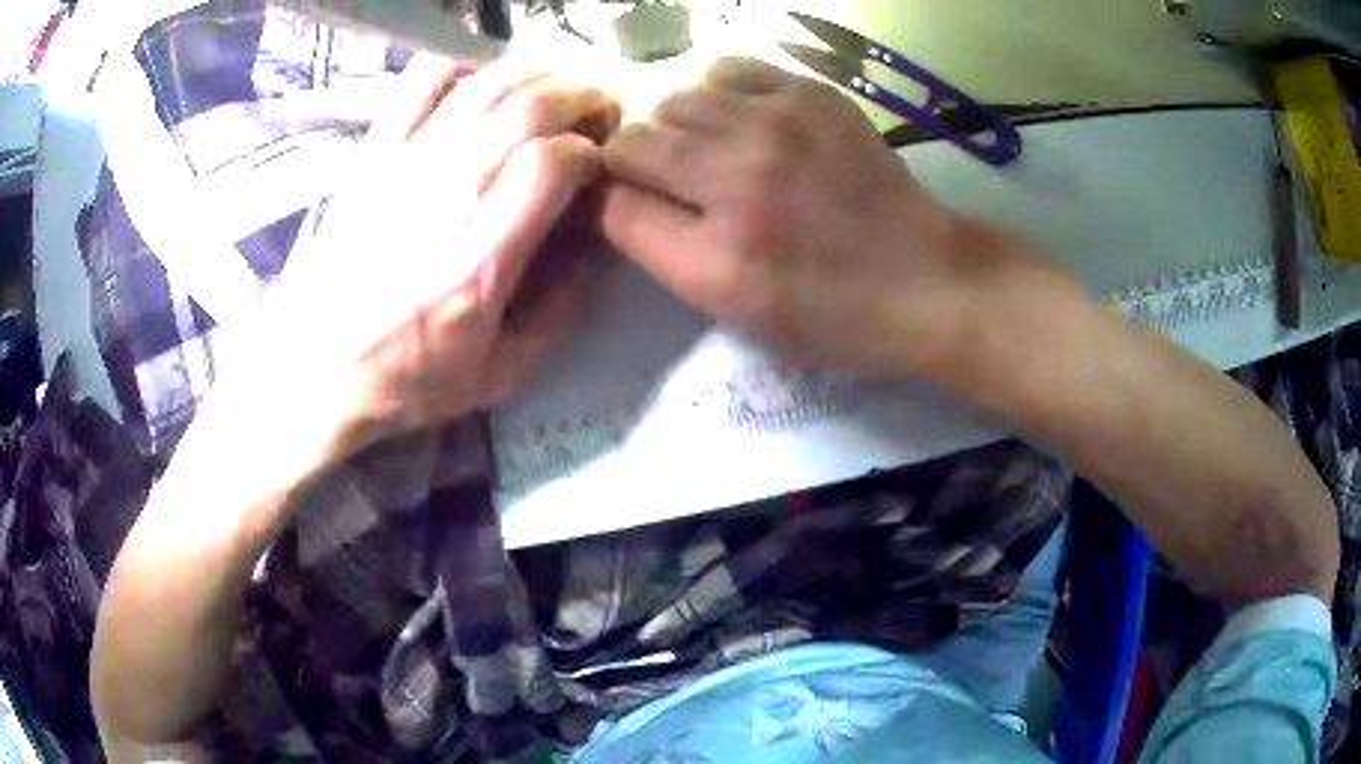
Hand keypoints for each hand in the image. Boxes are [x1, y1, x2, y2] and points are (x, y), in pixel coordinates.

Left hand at [259, 57, 620, 448]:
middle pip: (526, 108)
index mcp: (478, 261)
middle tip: (598, 114)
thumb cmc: (405, 379)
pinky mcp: (373, 155)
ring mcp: (402, 167)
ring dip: (535, 78)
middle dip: (580, 100)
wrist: (312, 370)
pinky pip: (422, 85)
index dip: (590, 153)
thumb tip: (590, 240)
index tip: (596, 167)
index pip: (552, 164)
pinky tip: (481, 88)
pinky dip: (464, 71)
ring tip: (554, 93)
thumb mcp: (500, 373)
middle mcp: (442, 197)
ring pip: (484, 85)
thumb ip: (558, 310)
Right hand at [600, 57, 1043, 377]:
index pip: (613, 205)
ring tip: (702, 145)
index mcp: (718, 259)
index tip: (627, 204)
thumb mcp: (735, 310)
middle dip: (631, 160)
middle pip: (632, 141)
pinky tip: (735, 116)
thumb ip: (663, 251)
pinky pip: (725, 68)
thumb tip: (617, 195)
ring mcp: (778, 126)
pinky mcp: (810, 94)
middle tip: (665, 176)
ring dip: (672, 123)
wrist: (925, 278)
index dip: (609, 203)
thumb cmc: (830, 314)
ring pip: (672, 98)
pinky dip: (715, 91)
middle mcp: (739, 182)